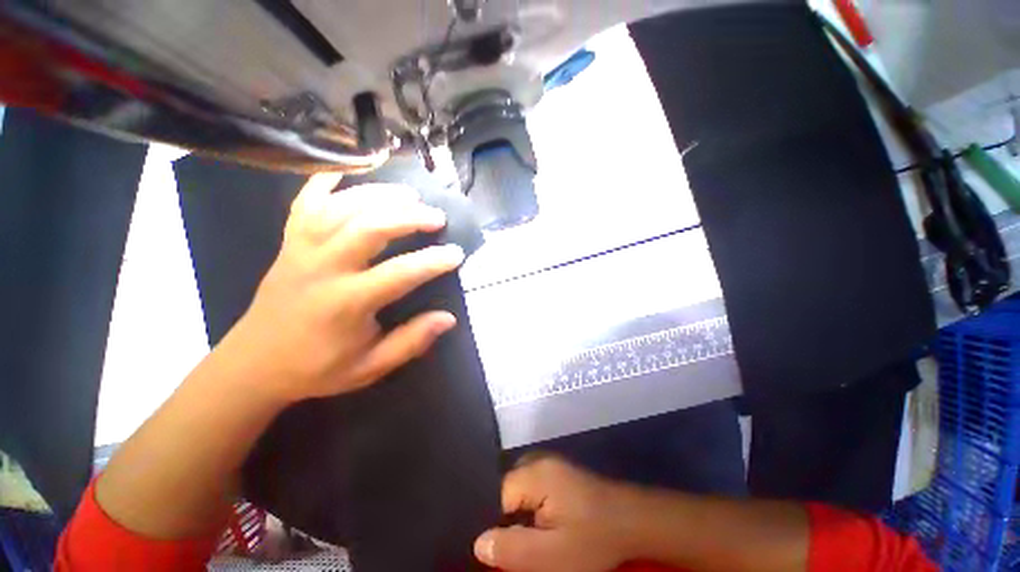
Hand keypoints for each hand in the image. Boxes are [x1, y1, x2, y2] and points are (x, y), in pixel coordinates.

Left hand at [229, 173, 464, 404]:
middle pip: (370, 227)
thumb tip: (448, 319)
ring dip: (379, 194)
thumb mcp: (370, 367)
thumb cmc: (316, 368)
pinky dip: (326, 182)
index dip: (433, 261)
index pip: (400, 273)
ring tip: (409, 193)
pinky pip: (305, 203)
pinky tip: (348, 172)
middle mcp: (324, 268)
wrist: (253, 364)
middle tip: (437, 216)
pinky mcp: (289, 243)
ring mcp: (301, 250)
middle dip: (409, 216)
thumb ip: (410, 342)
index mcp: (346, 303)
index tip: (457, 254)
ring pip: (342, 208)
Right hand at [474, 456, 635, 571]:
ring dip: (521, 514)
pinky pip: (533, 487)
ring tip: (534, 537)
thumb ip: (512, 549)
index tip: (505, 546)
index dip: (496, 523)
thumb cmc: (592, 538)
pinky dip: (533, 507)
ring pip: (520, 489)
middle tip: (522, 543)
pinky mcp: (559, 472)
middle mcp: (538, 460)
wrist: (633, 521)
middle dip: (508, 518)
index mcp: (533, 473)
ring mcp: (550, 464)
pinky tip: (544, 525)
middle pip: (507, 490)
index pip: (496, 494)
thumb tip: (478, 542)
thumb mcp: (551, 555)